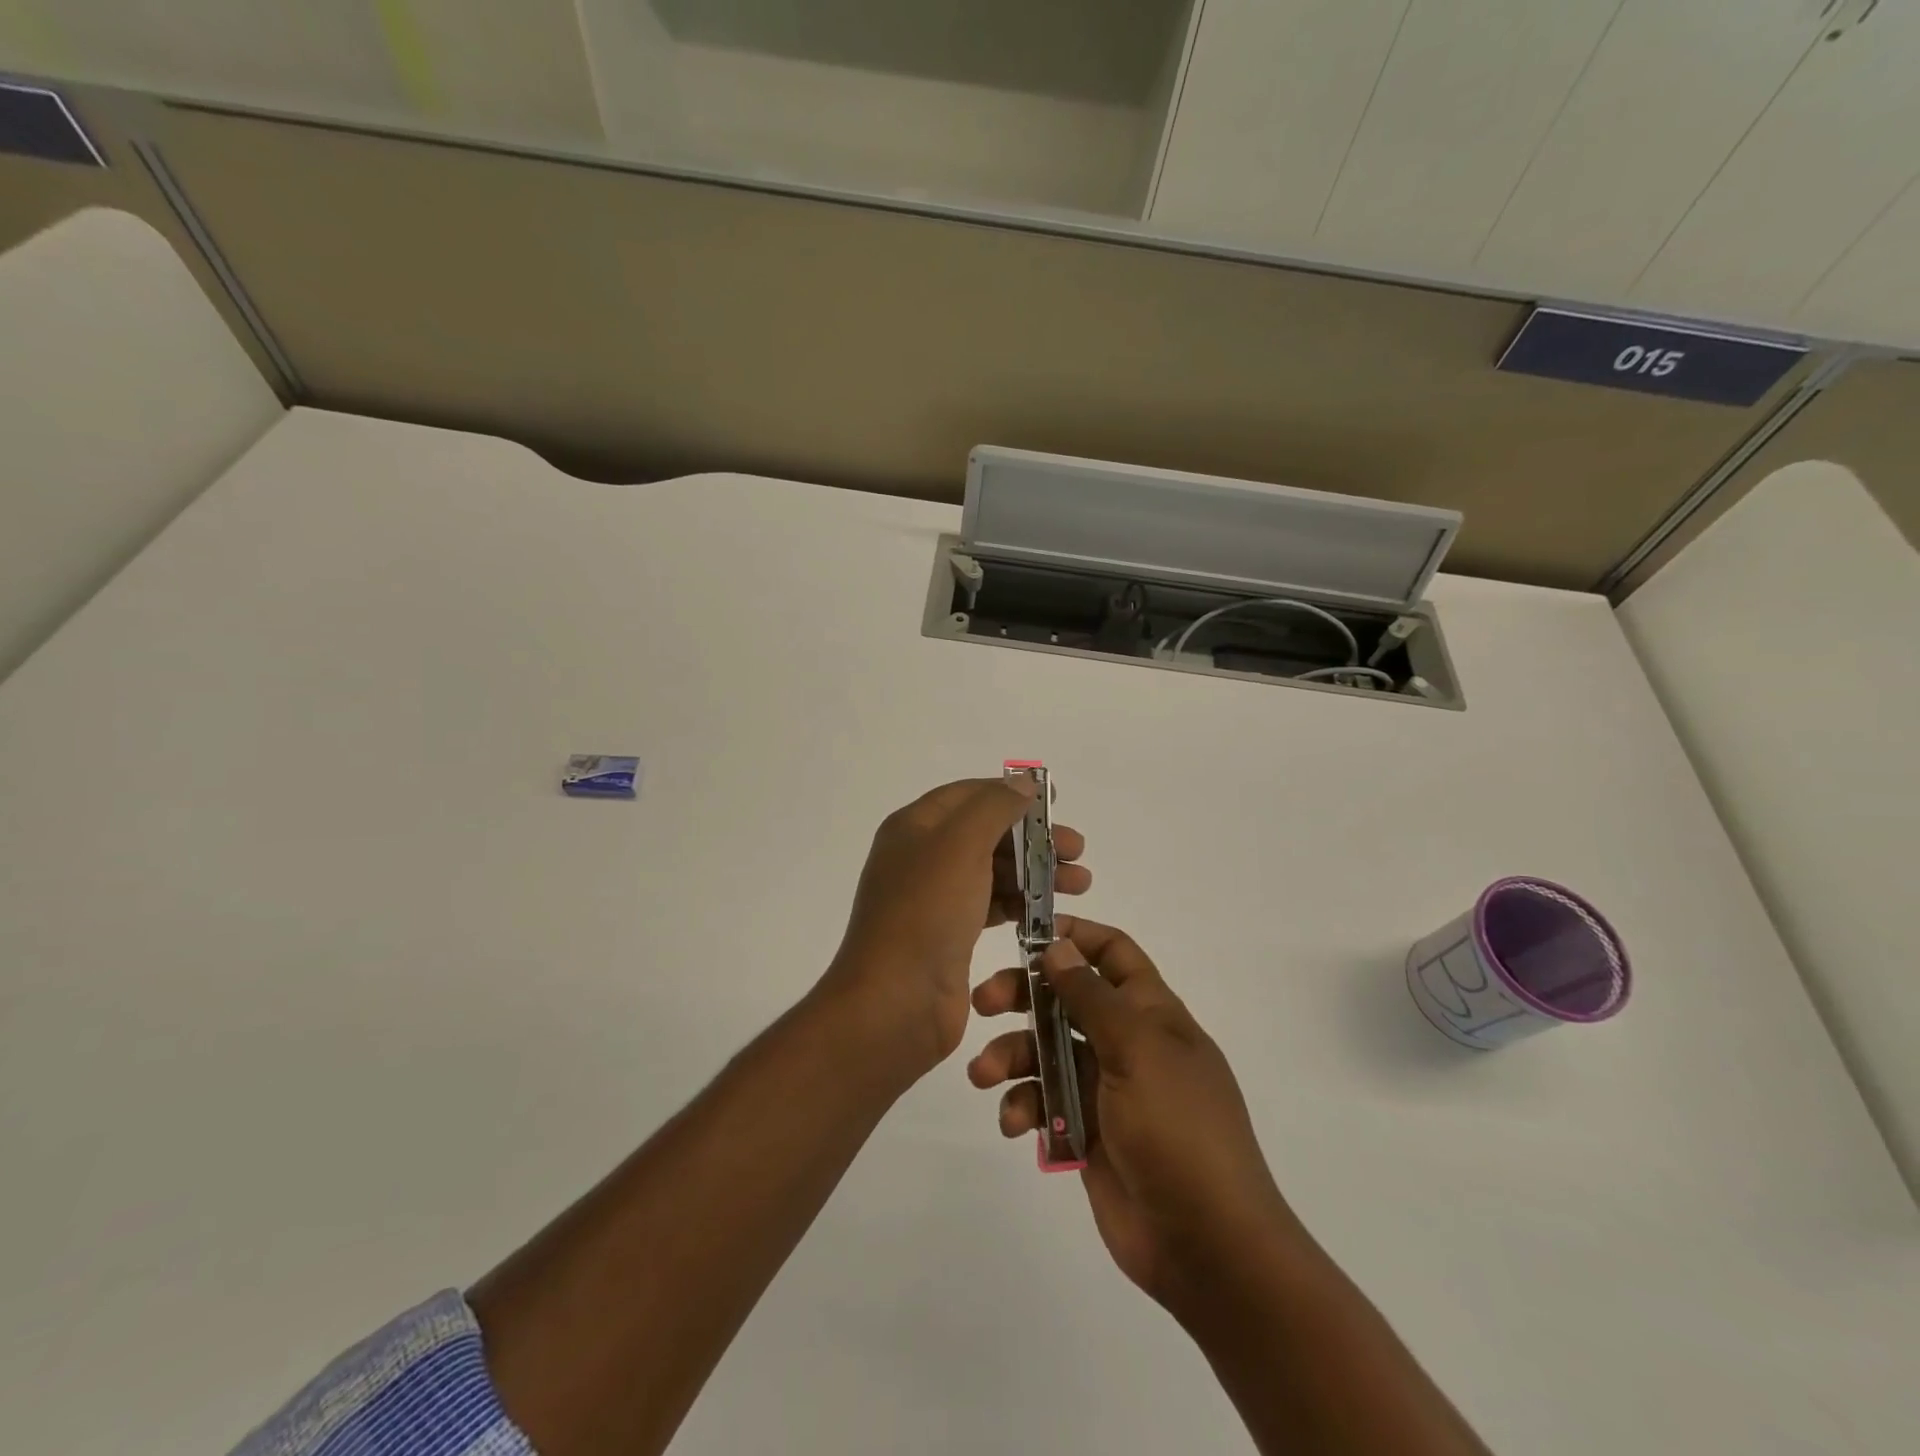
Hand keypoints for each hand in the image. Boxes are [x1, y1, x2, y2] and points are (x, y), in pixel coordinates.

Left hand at [820, 778, 1089, 1079]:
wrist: (895, 1002)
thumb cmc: (926, 912)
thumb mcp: (960, 844)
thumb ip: (994, 806)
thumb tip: (1022, 782)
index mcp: (914, 827)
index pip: (968, 795)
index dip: (1010, 794)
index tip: (1054, 805)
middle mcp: (921, 857)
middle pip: (985, 833)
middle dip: (1032, 838)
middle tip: (1077, 852)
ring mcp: (933, 898)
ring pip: (992, 871)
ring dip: (1035, 873)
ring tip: (1081, 884)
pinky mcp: (948, 935)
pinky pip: (990, 906)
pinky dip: (1021, 904)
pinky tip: (1050, 913)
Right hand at [969, 918, 1294, 1312]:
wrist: (1207, 1245)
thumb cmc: (1178, 1128)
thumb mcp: (1137, 1050)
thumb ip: (1092, 997)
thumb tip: (1058, 947)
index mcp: (1152, 1013)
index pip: (1113, 954)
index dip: (1075, 936)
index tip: (1026, 933)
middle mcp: (1126, 1043)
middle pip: (1065, 999)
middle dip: (1023, 995)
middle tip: (983, 1002)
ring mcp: (1104, 1088)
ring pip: (1045, 1051)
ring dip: (1010, 1056)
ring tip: (983, 1075)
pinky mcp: (1083, 1131)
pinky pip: (1043, 1103)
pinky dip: (1023, 1107)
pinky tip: (1013, 1123)